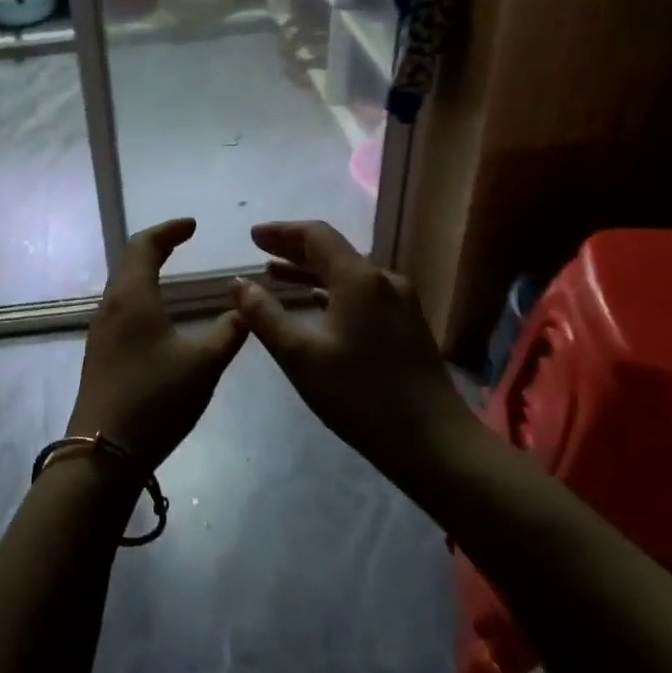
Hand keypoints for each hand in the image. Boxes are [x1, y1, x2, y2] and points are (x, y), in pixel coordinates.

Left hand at [67, 218, 247, 468]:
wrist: (104, 451)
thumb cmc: (156, 399)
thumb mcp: (204, 365)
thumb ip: (229, 332)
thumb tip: (246, 308)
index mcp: (132, 298)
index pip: (145, 245)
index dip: (169, 230)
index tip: (192, 225)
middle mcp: (110, 307)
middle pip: (129, 262)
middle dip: (157, 247)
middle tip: (183, 242)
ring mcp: (100, 332)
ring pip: (122, 287)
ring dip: (146, 272)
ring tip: (172, 274)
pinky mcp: (99, 354)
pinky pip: (120, 309)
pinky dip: (141, 297)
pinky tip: (157, 317)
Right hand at [233, 221, 454, 472]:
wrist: (433, 441)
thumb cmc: (360, 395)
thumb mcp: (300, 356)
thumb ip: (265, 316)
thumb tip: (238, 283)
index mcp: (359, 279)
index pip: (316, 236)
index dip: (282, 232)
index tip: (252, 236)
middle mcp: (383, 281)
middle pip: (333, 252)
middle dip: (293, 249)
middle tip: (259, 252)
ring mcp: (400, 303)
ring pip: (347, 274)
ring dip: (310, 271)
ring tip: (276, 276)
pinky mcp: (406, 325)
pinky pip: (361, 294)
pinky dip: (331, 291)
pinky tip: (316, 303)